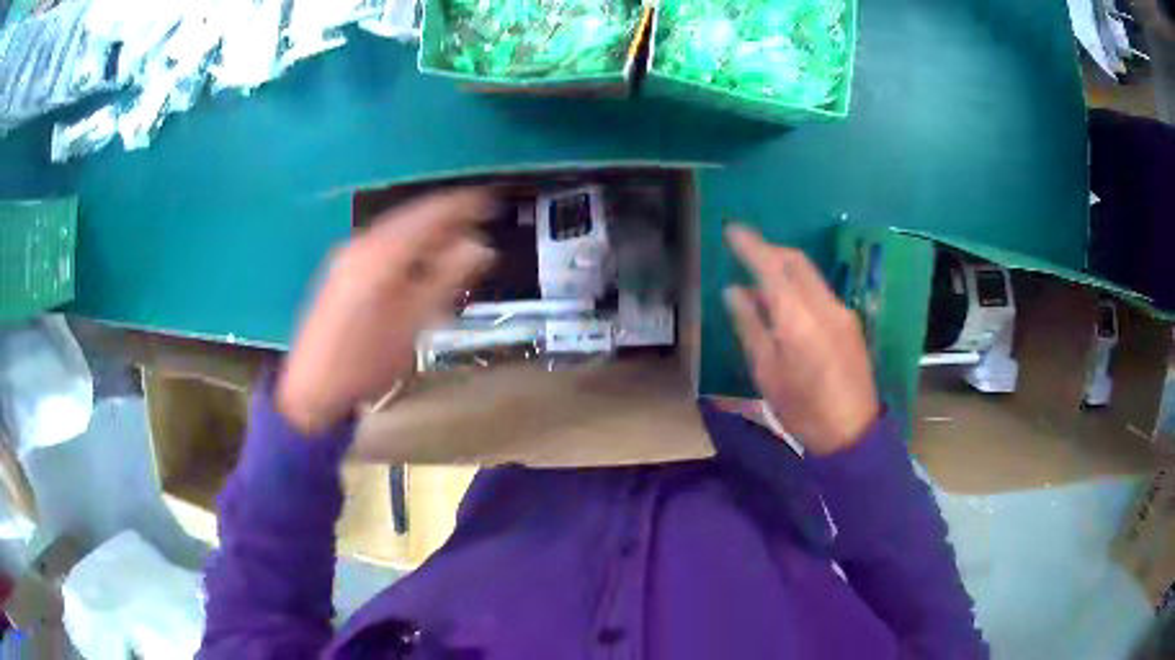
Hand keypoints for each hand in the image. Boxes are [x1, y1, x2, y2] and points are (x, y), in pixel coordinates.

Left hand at [277, 188, 495, 433]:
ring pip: (396, 229)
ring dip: (428, 229)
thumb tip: (481, 247)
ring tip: (457, 235)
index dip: (463, 205)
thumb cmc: (366, 361)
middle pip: (411, 217)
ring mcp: (348, 255)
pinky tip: (421, 255)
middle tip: (480, 217)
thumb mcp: (413, 323)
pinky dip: (408, 243)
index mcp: (381, 253)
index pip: (430, 214)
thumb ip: (447, 279)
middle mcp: (362, 243)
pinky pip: (383, 242)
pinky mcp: (342, 269)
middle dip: (447, 215)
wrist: (312, 387)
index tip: (492, 202)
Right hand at [723, 225, 878, 455]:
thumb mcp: (766, 370)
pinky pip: (820, 291)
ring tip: (761, 280)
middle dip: (770, 249)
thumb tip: (733, 291)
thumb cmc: (801, 408)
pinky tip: (787, 305)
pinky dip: (799, 286)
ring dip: (785, 268)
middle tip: (745, 249)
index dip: (750, 245)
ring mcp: (842, 311)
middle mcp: (824, 304)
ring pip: (810, 274)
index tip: (731, 230)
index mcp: (797, 317)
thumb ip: (749, 325)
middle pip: (796, 261)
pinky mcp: (850, 323)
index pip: (771, 266)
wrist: (851, 432)